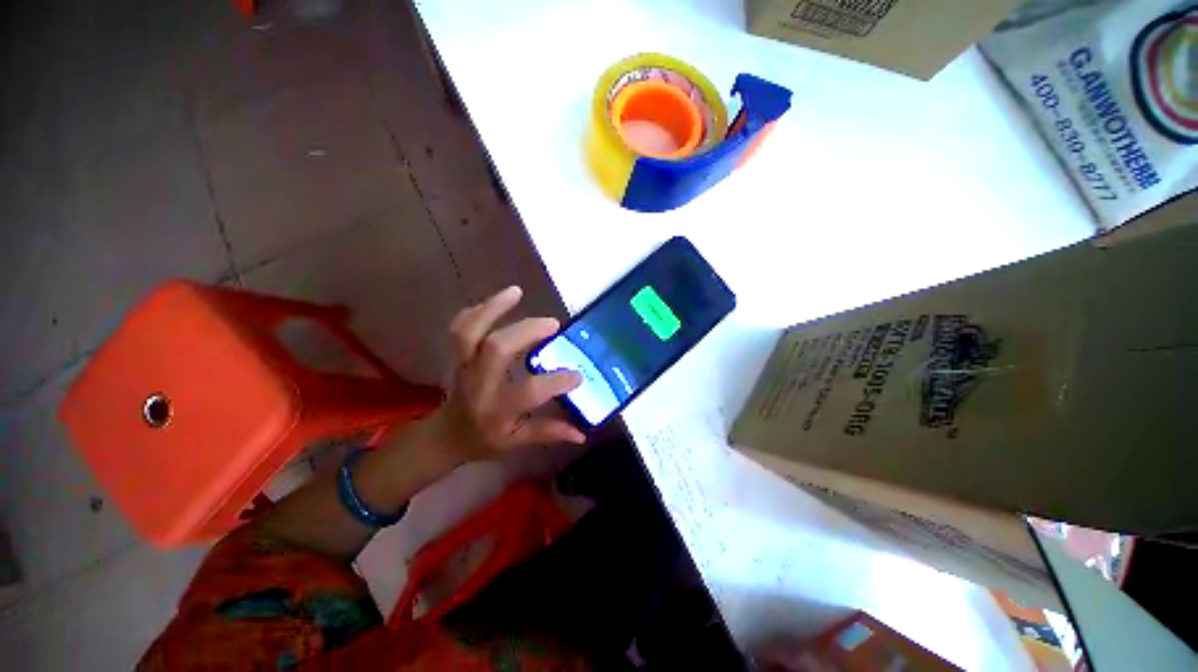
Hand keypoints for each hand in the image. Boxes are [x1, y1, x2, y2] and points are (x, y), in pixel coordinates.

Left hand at [424, 286, 585, 464]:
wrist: (446, 434)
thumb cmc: (485, 439)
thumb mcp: (517, 442)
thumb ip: (548, 433)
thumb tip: (582, 433)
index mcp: (497, 409)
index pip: (528, 392)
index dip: (555, 382)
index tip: (578, 374)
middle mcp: (479, 384)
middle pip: (497, 349)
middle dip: (526, 331)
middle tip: (553, 324)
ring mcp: (464, 366)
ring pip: (470, 331)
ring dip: (493, 308)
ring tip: (516, 292)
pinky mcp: (457, 354)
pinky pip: (460, 326)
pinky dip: (478, 310)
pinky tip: (499, 300)